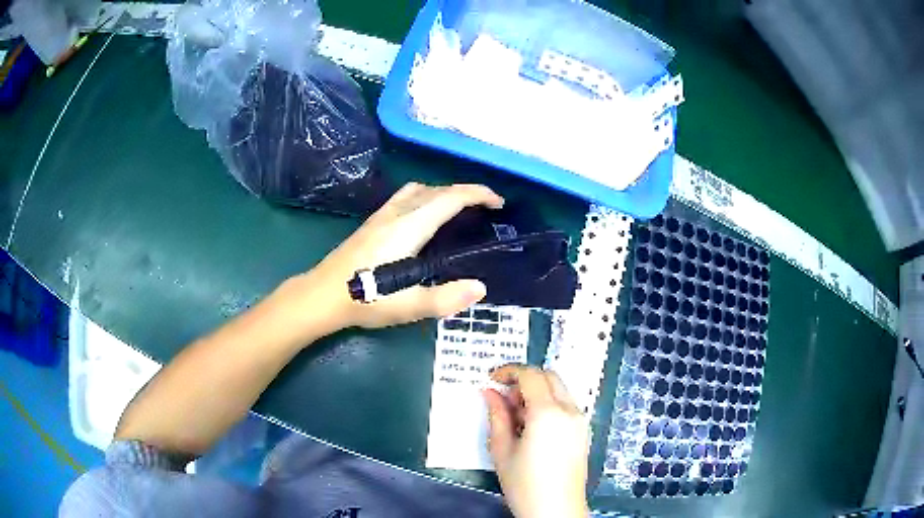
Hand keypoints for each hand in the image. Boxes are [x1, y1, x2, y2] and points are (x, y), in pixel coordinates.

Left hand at [305, 182, 503, 329]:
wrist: (321, 295)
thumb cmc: (364, 299)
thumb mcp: (407, 306)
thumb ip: (445, 299)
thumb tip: (480, 288)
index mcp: (409, 227)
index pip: (449, 198)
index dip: (478, 195)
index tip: (499, 203)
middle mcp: (396, 213)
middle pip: (436, 189)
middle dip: (465, 192)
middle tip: (485, 210)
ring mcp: (381, 215)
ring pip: (419, 190)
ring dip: (443, 192)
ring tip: (458, 212)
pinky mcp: (372, 223)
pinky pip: (406, 197)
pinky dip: (426, 198)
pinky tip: (424, 221)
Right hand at [484, 364, 589, 517]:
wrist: (556, 510)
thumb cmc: (524, 484)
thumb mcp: (502, 450)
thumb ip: (497, 416)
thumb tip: (490, 393)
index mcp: (548, 412)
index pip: (530, 375)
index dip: (509, 371)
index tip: (491, 379)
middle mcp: (570, 410)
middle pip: (548, 376)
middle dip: (524, 380)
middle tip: (504, 400)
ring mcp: (580, 421)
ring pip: (559, 390)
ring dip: (537, 392)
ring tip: (517, 418)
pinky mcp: (584, 432)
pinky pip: (566, 405)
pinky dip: (548, 404)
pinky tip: (533, 429)